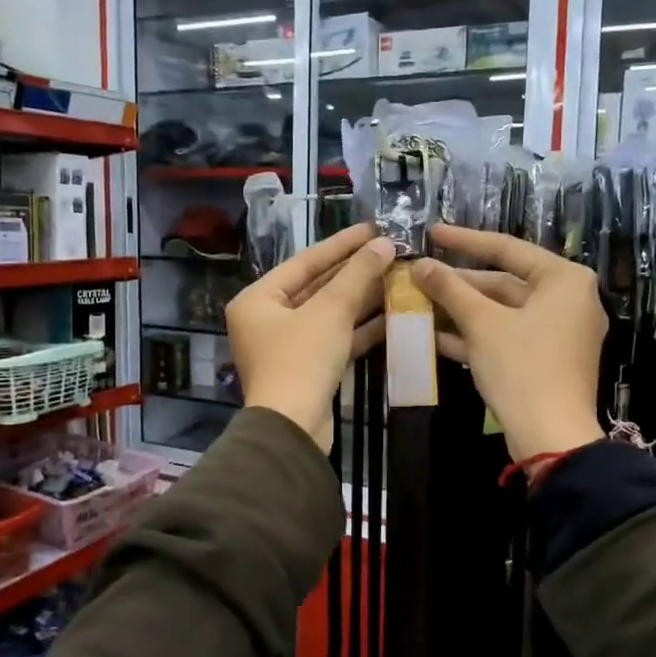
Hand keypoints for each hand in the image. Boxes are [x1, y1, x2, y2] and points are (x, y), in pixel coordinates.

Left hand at [228, 223, 394, 448]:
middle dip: (355, 272)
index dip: (342, 244)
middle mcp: (266, 319)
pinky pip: (334, 338)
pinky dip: (359, 328)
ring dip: (362, 299)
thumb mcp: (330, 311)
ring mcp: (286, 346)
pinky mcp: (307, 369)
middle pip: (317, 287)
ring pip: (329, 314)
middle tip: (391, 252)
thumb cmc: (301, 360)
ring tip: (398, 278)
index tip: (373, 228)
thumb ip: (357, 275)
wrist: (293, 428)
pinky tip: (392, 314)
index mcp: (257, 299)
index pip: (305, 262)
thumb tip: (385, 244)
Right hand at [411, 224, 605, 461]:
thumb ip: (450, 289)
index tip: (432, 232)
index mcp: (564, 279)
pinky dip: (475, 335)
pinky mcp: (547, 359)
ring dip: (461, 311)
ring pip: (502, 312)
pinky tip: (434, 336)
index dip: (464, 240)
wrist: (551, 436)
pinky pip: (507, 336)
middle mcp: (568, 299)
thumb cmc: (522, 367)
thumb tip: (419, 264)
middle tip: (418, 276)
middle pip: (503, 282)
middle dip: (458, 284)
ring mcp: (559, 332)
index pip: (507, 248)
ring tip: (418, 304)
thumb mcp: (482, 323)